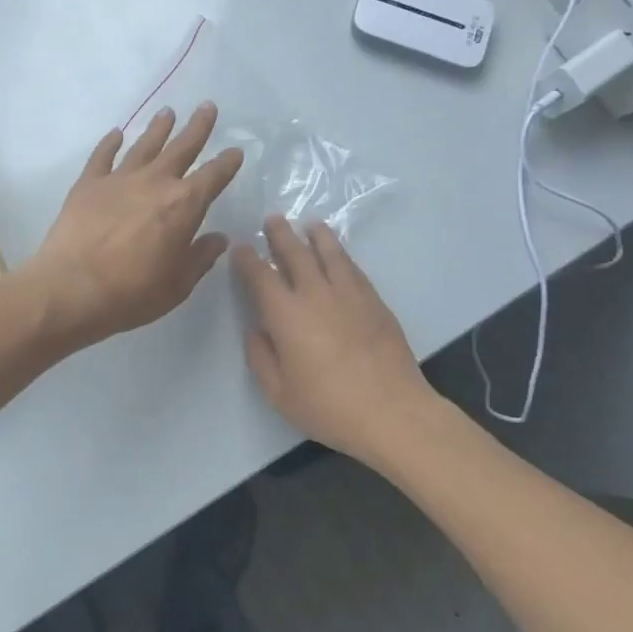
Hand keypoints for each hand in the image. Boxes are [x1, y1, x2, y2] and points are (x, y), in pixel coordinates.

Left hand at [22, 103, 243, 348]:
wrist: (72, 289)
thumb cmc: (132, 293)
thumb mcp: (178, 285)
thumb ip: (200, 258)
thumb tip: (218, 238)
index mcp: (184, 206)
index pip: (213, 177)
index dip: (227, 163)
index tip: (236, 150)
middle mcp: (155, 183)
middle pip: (181, 148)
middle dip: (197, 127)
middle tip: (207, 106)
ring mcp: (119, 179)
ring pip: (144, 145)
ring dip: (158, 128)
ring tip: (168, 112)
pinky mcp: (88, 184)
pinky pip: (102, 156)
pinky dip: (110, 143)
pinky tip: (116, 133)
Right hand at [232, 216, 440, 466]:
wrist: (392, 412)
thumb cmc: (328, 407)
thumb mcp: (279, 393)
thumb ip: (261, 358)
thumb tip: (256, 330)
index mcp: (286, 315)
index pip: (261, 276)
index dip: (248, 259)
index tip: (240, 248)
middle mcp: (316, 295)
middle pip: (295, 254)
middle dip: (281, 235)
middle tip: (273, 219)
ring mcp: (350, 295)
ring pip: (330, 254)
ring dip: (317, 236)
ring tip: (311, 225)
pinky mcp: (375, 302)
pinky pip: (354, 269)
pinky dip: (342, 256)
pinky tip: (339, 255)